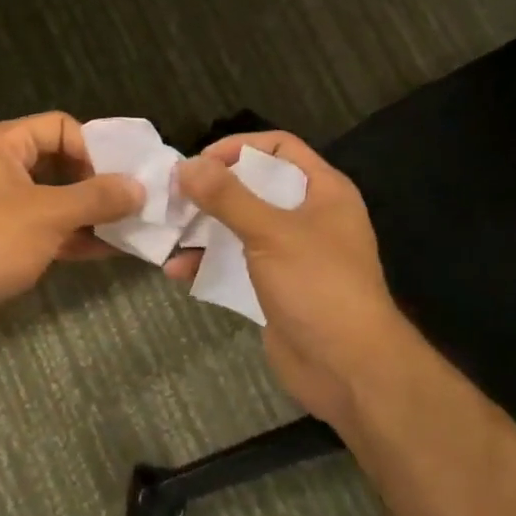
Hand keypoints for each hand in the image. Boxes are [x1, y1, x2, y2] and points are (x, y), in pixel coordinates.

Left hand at [0, 113, 143, 359]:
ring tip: (133, 228)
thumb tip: (139, 188)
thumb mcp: (48, 213)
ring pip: (57, 202)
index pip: (60, 127)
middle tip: (136, 204)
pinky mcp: (4, 244)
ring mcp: (2, 209)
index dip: (92, 148)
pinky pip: (48, 232)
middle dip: (98, 184)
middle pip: (61, 164)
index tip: (119, 179)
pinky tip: (111, 251)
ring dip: (92, 214)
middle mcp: (1, 170)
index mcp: (2, 145)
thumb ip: (96, 198)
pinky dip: (76, 238)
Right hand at [169, 132, 410, 426]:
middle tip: (173, 196)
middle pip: (254, 186)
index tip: (198, 163)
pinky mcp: (274, 287)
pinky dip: (208, 263)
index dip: (238, 147)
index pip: (279, 147)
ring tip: (167, 231)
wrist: (348, 368)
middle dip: (212, 190)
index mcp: (323, 191)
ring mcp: (291, 255)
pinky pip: (235, 263)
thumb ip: (228, 197)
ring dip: (204, 228)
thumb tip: (186, 165)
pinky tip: (177, 270)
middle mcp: (308, 217)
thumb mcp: (271, 233)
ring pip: (240, 226)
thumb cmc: (318, 286)